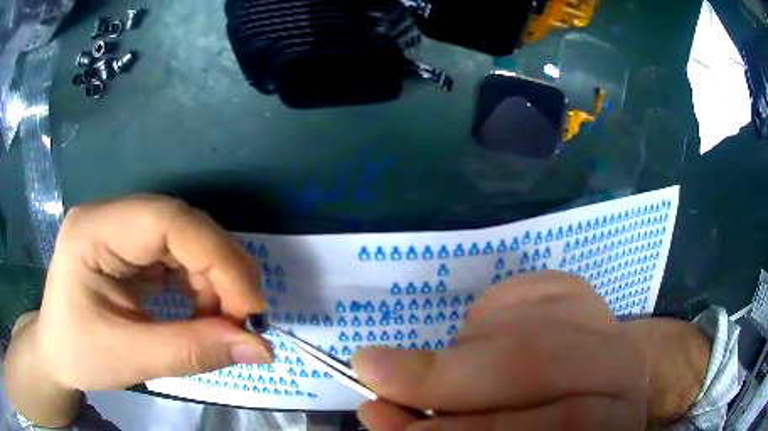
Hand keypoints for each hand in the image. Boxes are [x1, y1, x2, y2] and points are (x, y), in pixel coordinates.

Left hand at [5, 196, 272, 426]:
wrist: (56, 352)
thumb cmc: (78, 354)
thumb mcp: (129, 359)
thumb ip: (191, 353)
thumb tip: (261, 349)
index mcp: (94, 230)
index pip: (168, 220)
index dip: (217, 259)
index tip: (250, 310)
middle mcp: (111, 217)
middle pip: (182, 225)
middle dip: (222, 272)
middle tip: (247, 320)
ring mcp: (122, 229)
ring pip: (187, 240)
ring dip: (215, 281)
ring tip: (224, 323)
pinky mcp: (132, 248)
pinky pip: (179, 256)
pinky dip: (202, 286)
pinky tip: (204, 313)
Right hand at [352, 272, 649, 429]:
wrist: (585, 391)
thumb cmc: (535, 424)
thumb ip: (435, 430)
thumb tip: (374, 408)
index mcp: (612, 420)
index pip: (563, 422)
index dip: (472, 430)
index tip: (390, 419)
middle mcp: (623, 368)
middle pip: (538, 361)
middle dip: (446, 375)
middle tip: (378, 373)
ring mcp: (606, 320)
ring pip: (526, 323)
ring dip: (461, 349)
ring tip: (441, 370)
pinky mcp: (584, 291)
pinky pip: (522, 290)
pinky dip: (483, 313)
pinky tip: (479, 337)